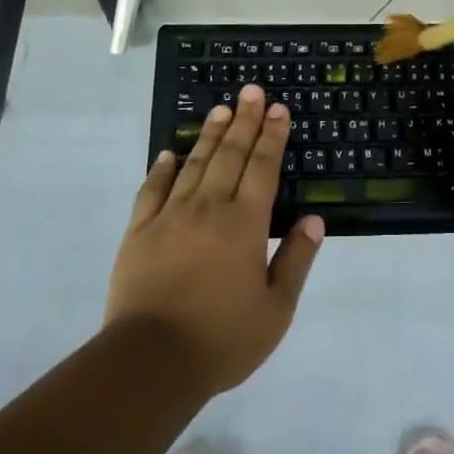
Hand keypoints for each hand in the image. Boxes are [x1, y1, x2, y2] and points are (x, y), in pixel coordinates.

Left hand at [106, 85, 323, 394]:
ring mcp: (170, 217)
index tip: (278, 109)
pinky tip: (169, 153)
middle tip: (252, 90)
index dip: (272, 136)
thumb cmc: (222, 339)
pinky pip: (151, 190)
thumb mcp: (276, 309)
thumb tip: (314, 219)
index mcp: (245, 224)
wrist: (150, 362)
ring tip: (221, 110)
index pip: (263, 168)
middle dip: (244, 121)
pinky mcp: (139, 232)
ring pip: (194, 164)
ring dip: (210, 135)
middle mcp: (209, 208)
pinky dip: (162, 168)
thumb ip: (296, 260)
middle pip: (230, 155)